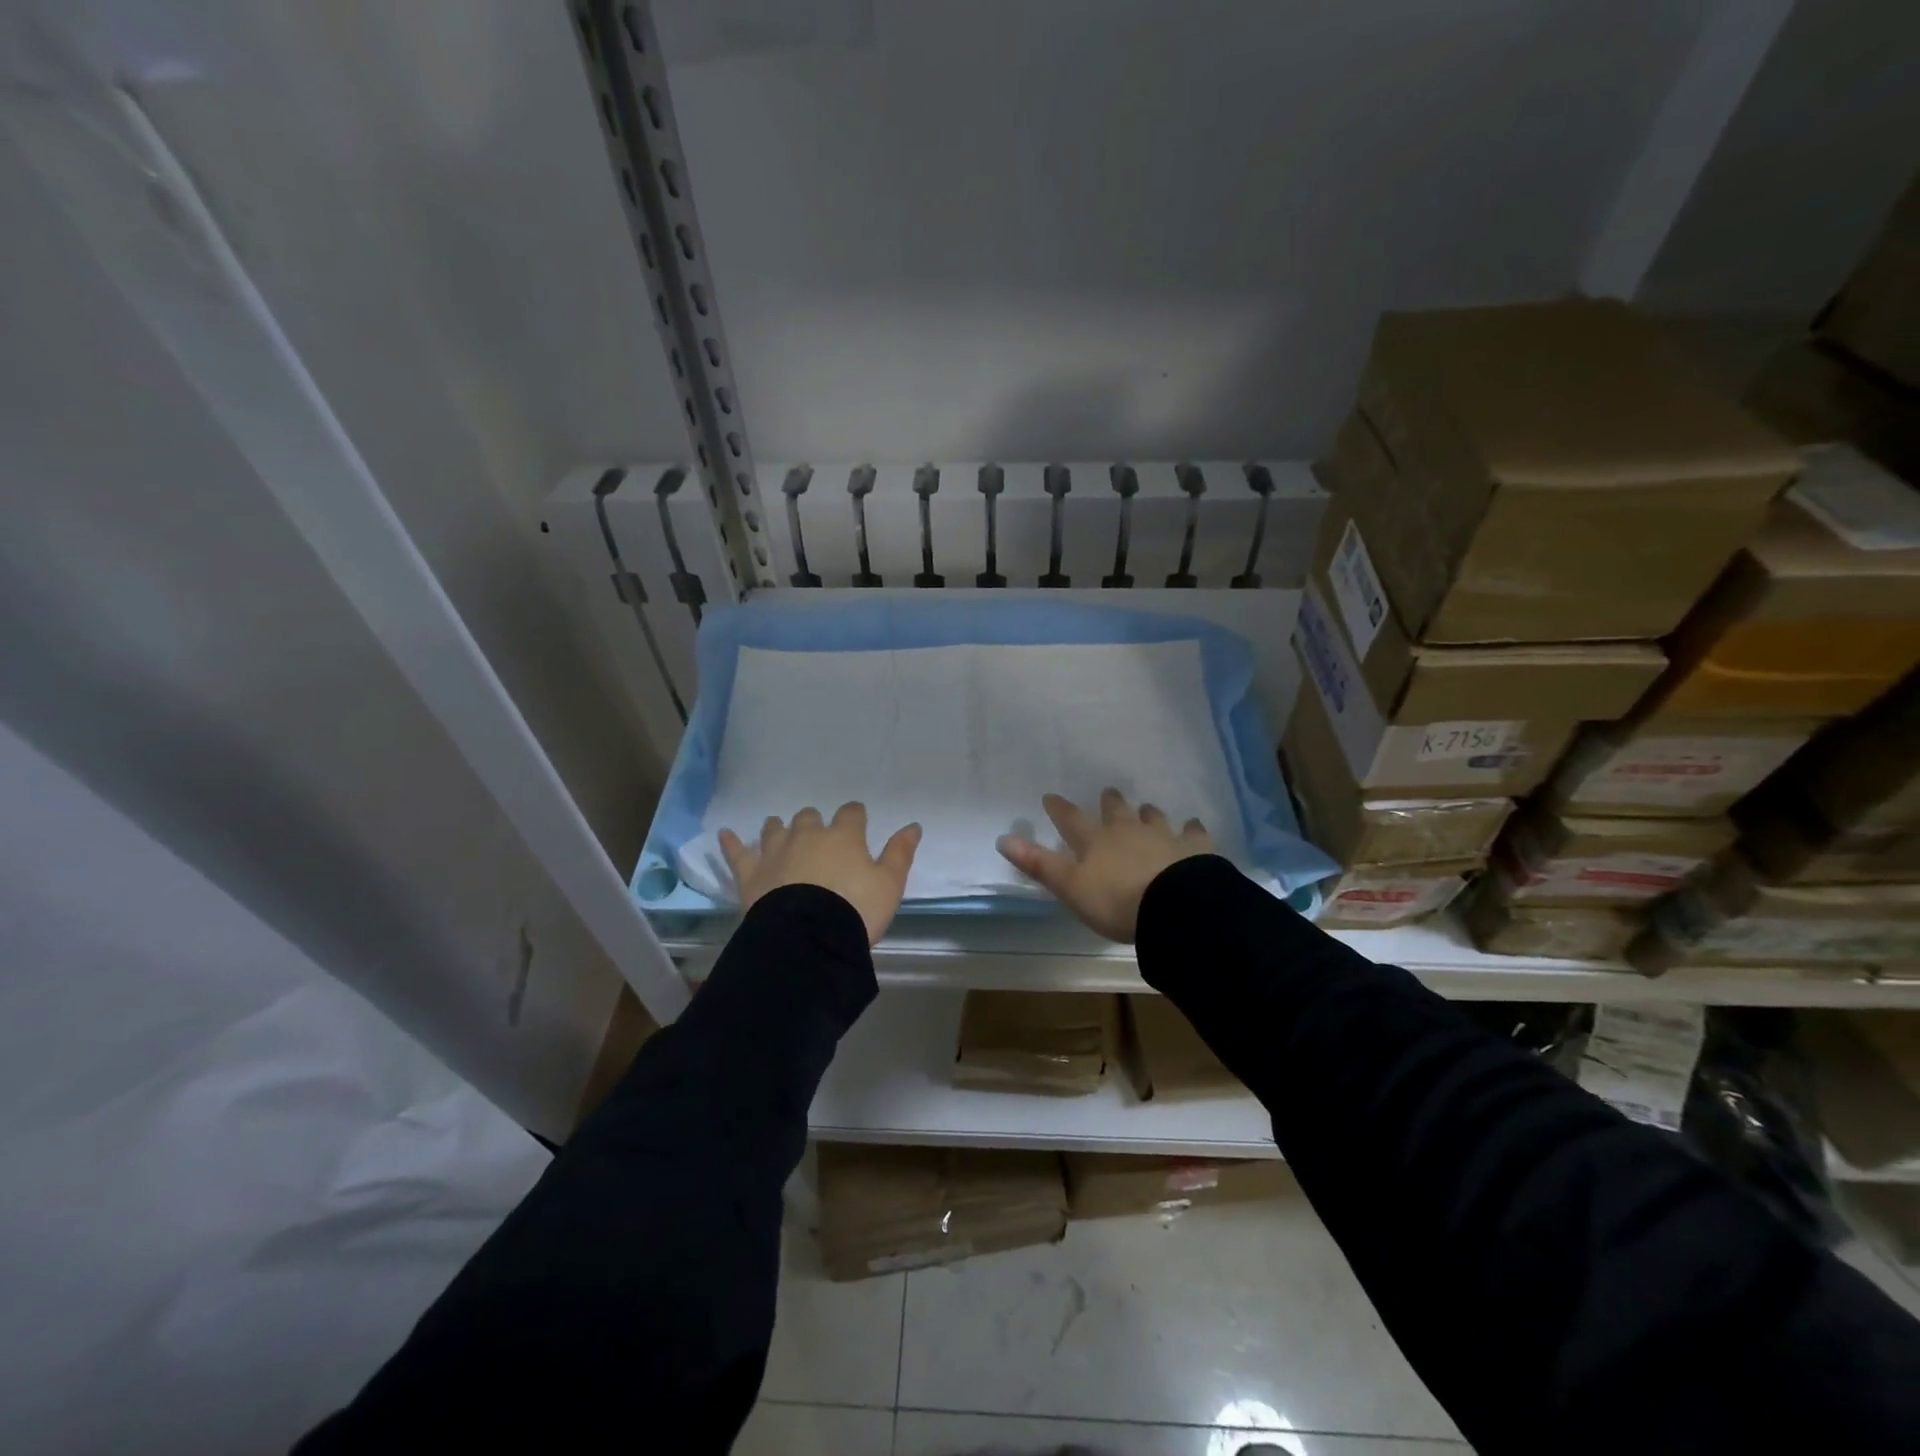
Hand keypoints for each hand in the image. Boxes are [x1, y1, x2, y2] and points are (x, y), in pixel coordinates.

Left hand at [718, 803, 921, 944]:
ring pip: (775, 829)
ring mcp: (776, 851)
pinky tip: (724, 834)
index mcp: (844, 836)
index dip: (855, 816)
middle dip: (815, 822)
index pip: (852, 813)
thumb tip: (914, 825)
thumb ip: (900, 853)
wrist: (809, 938)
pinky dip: (731, 843)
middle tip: (818, 837)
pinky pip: (737, 853)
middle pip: (810, 817)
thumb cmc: (855, 910)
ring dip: (779, 828)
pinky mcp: (751, 873)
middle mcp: (808, 835)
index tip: (858, 823)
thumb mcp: (889, 885)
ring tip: (779, 829)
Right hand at [997, 788, 1213, 942]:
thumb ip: (1038, 864)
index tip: (1051, 797)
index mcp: (1096, 841)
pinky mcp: (1194, 849)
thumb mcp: (1069, 887)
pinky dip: (1192, 829)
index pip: (1072, 820)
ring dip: (1148, 813)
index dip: (1060, 809)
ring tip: (1146, 808)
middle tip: (1109, 792)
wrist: (1174, 906)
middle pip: (1117, 811)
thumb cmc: (1115, 901)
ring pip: (1153, 818)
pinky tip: (1193, 825)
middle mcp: (1128, 831)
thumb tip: (1002, 838)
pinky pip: (1193, 833)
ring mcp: (1163, 837)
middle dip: (1110, 803)